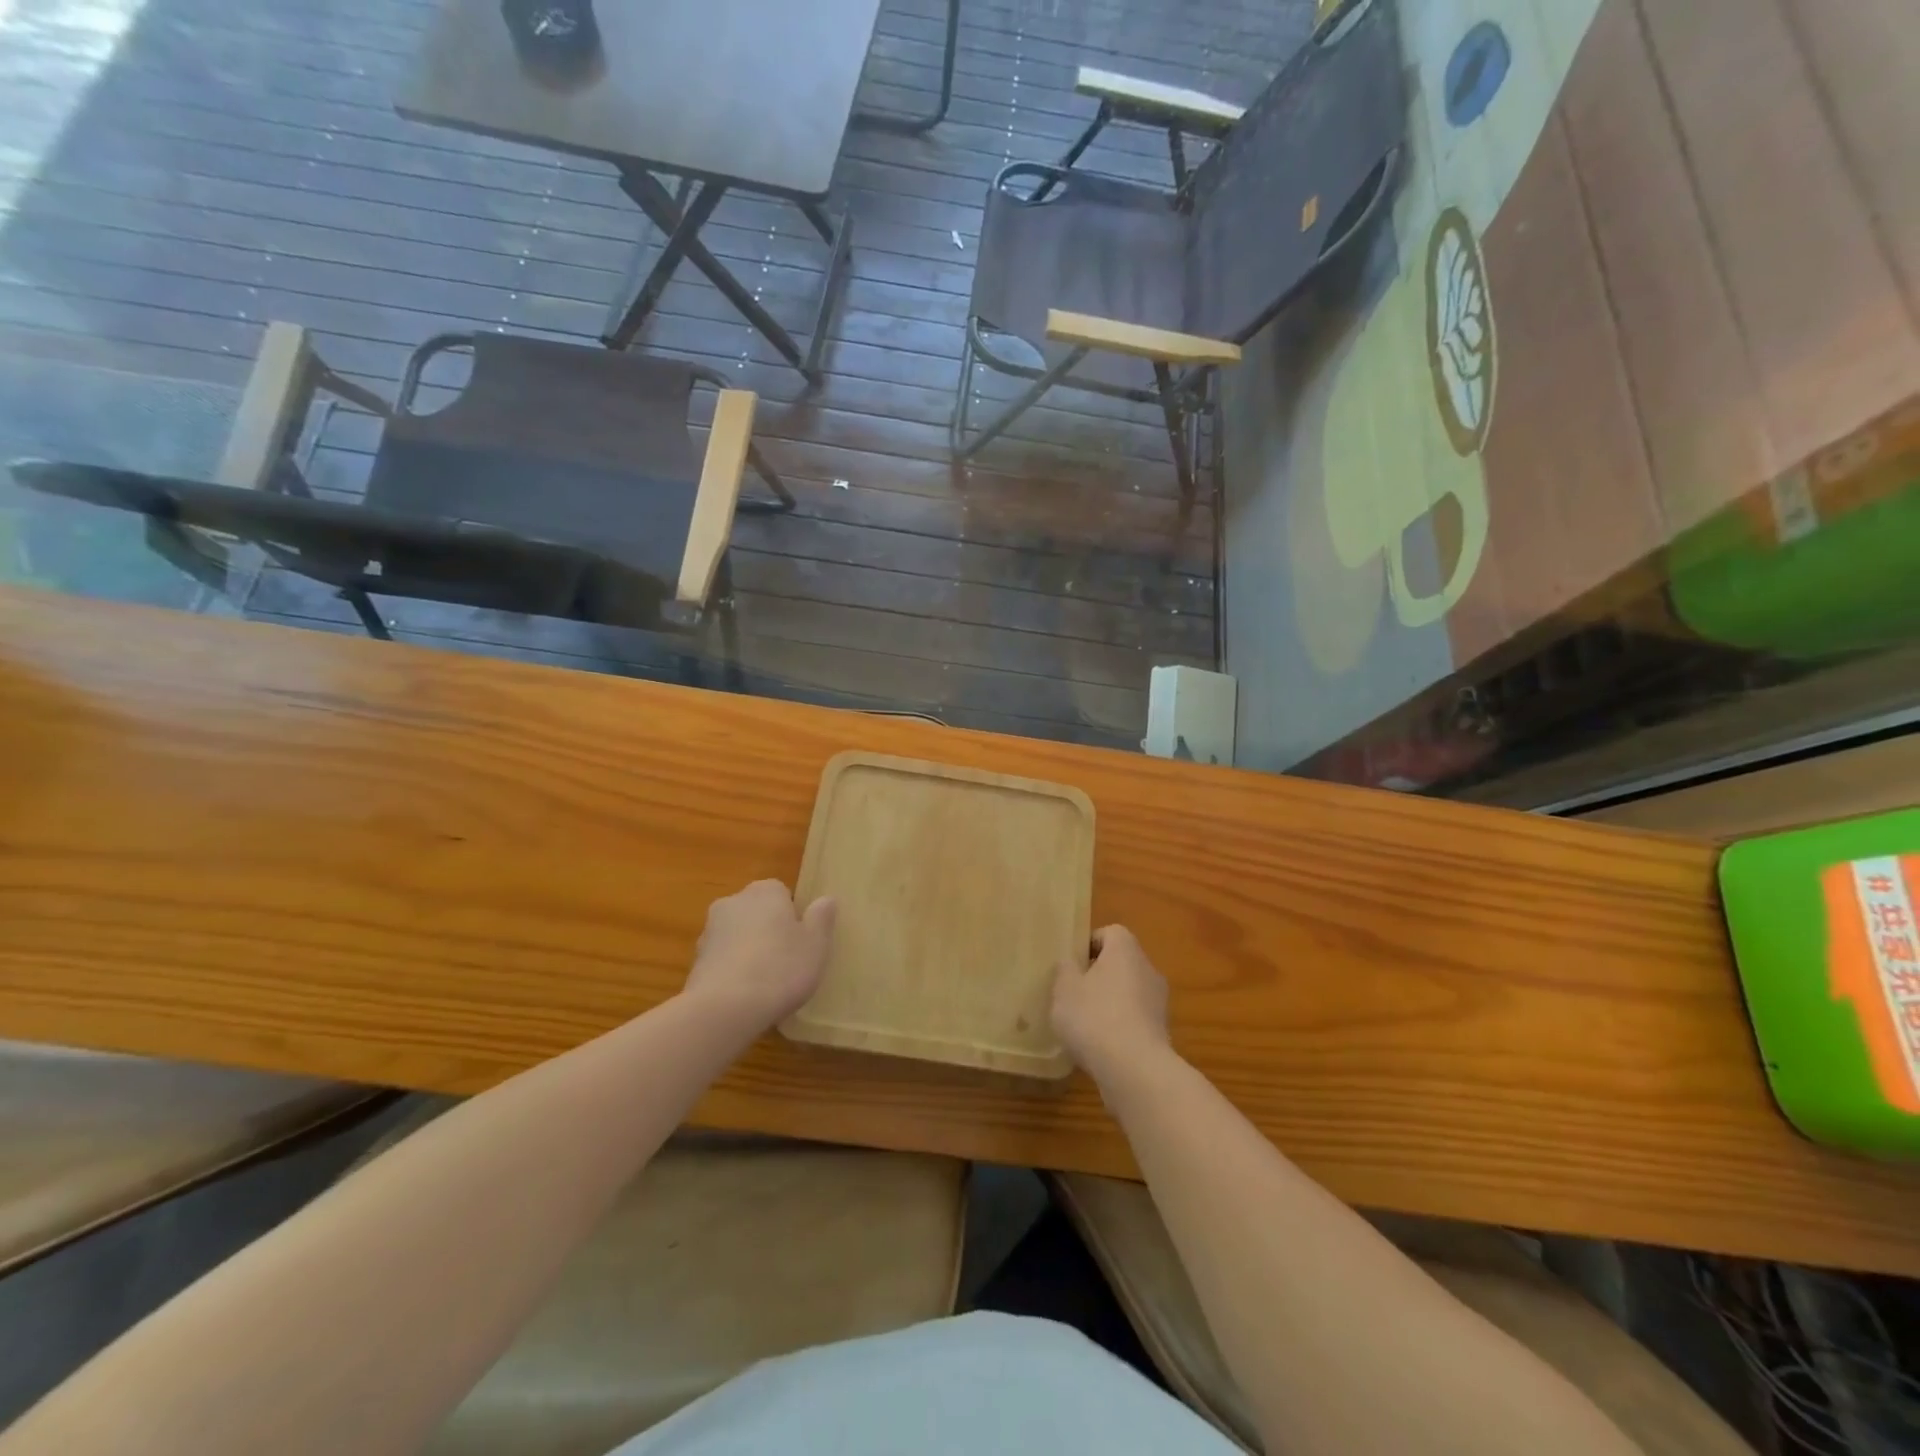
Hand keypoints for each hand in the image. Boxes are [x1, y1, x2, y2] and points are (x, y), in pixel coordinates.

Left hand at [683, 880, 835, 1034]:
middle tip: (787, 961)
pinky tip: (744, 996)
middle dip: (768, 930)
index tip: (802, 941)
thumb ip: (821, 918)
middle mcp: (733, 902)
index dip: (793, 916)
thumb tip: (826, 899)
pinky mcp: (694, 961)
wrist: (725, 1009)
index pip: (782, 893)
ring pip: (737, 935)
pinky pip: (722, 960)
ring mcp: (709, 931)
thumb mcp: (816, 944)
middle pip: (756, 912)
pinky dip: (732, 971)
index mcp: (765, 891)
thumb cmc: (780, 968)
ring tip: (765, 983)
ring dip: (748, 950)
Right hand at [1050, 924, 1170, 1081]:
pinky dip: (1119, 1027)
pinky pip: (1135, 1019)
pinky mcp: (1161, 1033)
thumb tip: (1070, 962)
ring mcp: (1159, 1002)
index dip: (1089, 944)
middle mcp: (1148, 969)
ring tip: (1083, 1024)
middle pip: (1121, 963)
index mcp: (1126, 950)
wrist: (1135, 1070)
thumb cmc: (1095, 1016)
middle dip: (1098, 975)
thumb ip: (1065, 970)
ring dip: (1109, 1003)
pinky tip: (1100, 1046)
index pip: (1111, 932)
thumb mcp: (1064, 989)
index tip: (1072, 964)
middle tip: (1073, 993)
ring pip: (1129, 992)